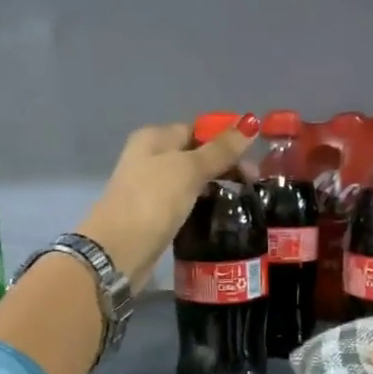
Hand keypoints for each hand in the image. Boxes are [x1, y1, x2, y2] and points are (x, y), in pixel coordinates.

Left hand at [77, 121, 253, 287]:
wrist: (118, 251)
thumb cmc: (153, 201)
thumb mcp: (189, 170)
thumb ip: (220, 150)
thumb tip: (250, 123)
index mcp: (153, 138)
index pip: (196, 130)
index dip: (225, 140)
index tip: (254, 157)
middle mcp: (149, 159)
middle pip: (194, 156)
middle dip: (224, 167)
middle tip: (253, 184)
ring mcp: (149, 190)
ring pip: (190, 183)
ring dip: (214, 189)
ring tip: (242, 202)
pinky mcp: (153, 218)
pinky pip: (184, 205)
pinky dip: (201, 208)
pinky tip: (219, 218)